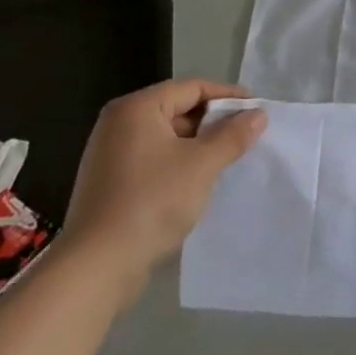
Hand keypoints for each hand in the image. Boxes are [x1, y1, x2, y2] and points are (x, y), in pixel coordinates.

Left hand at [61, 78, 265, 296]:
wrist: (96, 266)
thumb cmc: (152, 201)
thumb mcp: (203, 164)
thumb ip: (233, 135)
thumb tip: (258, 115)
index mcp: (137, 108)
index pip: (192, 87)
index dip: (228, 95)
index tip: (257, 109)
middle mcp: (119, 124)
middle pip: (178, 109)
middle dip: (214, 121)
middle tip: (246, 136)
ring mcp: (110, 154)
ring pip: (167, 137)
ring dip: (199, 144)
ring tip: (228, 159)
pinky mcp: (109, 182)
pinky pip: (153, 159)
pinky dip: (179, 163)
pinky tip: (198, 181)